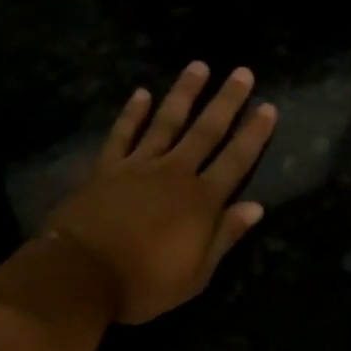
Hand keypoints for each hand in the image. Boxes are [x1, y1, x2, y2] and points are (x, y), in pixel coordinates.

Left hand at [48, 63, 275, 324]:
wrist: (82, 274)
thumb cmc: (143, 283)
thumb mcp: (195, 275)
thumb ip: (224, 237)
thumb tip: (255, 207)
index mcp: (201, 202)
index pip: (235, 161)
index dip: (253, 135)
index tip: (268, 107)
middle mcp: (174, 174)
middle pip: (205, 131)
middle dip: (226, 101)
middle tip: (241, 72)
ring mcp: (138, 166)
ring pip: (166, 122)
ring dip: (183, 94)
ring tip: (198, 66)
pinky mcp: (106, 168)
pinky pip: (122, 134)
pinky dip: (131, 113)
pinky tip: (140, 93)